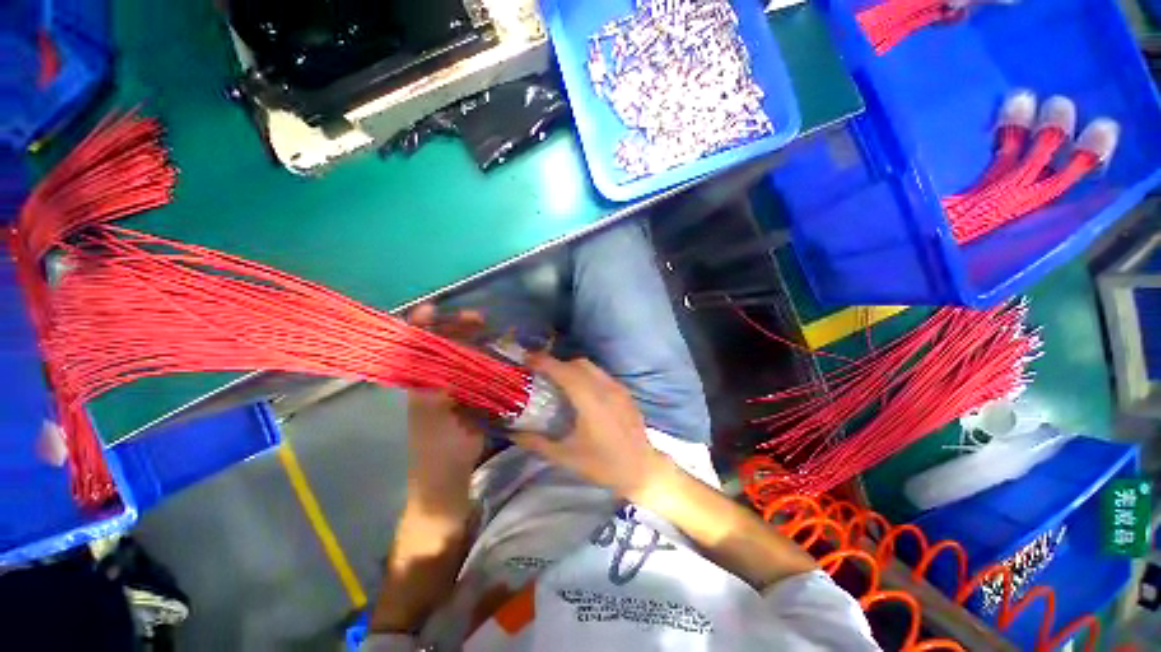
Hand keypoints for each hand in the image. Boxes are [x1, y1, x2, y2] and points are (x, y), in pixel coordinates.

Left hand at [404, 305, 487, 519]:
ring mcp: (455, 386)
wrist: (450, 476)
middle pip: (443, 344)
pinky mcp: (472, 394)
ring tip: (491, 328)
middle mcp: (436, 379)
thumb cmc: (437, 450)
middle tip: (479, 318)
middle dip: (457, 326)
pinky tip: (501, 349)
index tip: (433, 308)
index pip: (417, 346)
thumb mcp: (432, 424)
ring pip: (463, 354)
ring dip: (475, 338)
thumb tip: (439, 368)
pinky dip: (488, 356)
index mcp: (420, 382)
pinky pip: (479, 369)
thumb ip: (431, 397)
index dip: (422, 325)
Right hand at [510, 356, 668, 500]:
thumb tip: (513, 433)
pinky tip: (581, 392)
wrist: (642, 469)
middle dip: (557, 363)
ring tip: (558, 381)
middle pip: (578, 363)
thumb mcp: (567, 457)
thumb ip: (537, 443)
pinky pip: (601, 374)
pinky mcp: (624, 392)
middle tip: (540, 373)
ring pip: (591, 367)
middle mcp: (605, 388)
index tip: (527, 358)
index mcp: (590, 402)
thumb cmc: (603, 465)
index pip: (565, 372)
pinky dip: (586, 375)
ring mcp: (618, 388)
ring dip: (572, 368)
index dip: (545, 362)